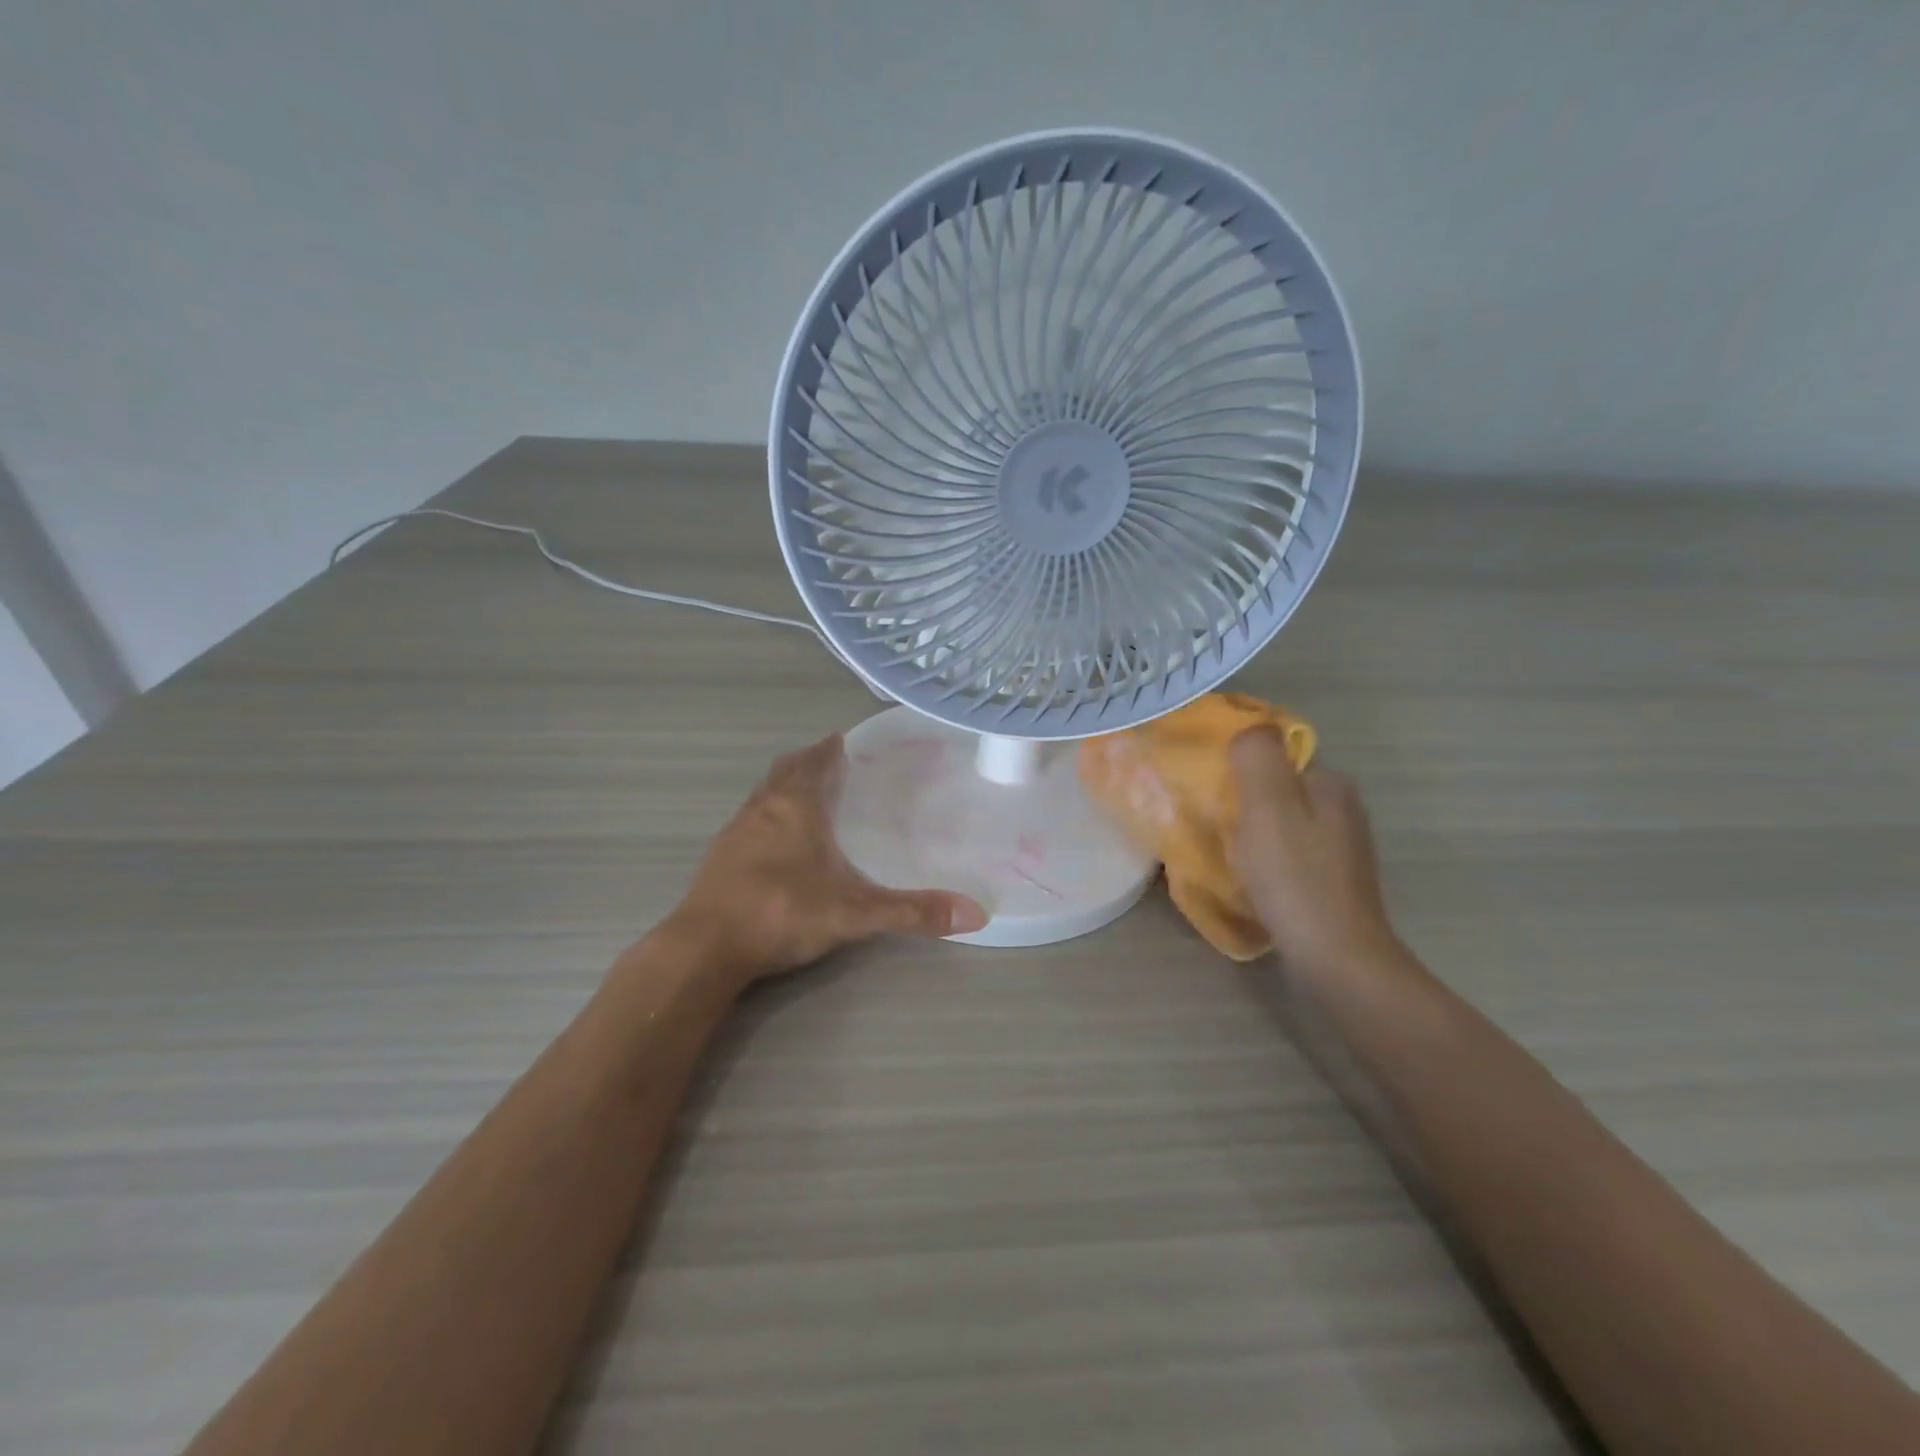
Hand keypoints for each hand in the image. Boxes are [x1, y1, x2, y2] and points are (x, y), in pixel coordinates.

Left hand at [667, 734, 987, 983]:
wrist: (704, 949)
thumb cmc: (782, 913)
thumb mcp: (856, 914)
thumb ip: (913, 912)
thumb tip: (976, 914)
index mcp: (795, 806)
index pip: (814, 760)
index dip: (830, 748)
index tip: (845, 741)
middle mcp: (763, 808)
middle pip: (785, 770)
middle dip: (808, 762)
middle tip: (833, 764)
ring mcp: (735, 831)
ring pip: (763, 794)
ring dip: (785, 787)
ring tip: (809, 796)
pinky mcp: (718, 857)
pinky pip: (749, 820)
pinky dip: (768, 816)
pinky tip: (778, 842)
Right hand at [1228, 727, 1400, 977]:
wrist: (1336, 958)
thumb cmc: (1294, 877)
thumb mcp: (1267, 806)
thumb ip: (1257, 757)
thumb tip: (1252, 728)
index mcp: (1330, 784)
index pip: (1279, 756)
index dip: (1242, 768)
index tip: (1212, 789)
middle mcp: (1344, 809)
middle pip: (1281, 790)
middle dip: (1246, 801)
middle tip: (1213, 823)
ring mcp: (1344, 849)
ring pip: (1285, 824)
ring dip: (1254, 832)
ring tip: (1227, 853)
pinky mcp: (1335, 882)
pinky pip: (1291, 855)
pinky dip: (1268, 860)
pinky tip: (1253, 880)